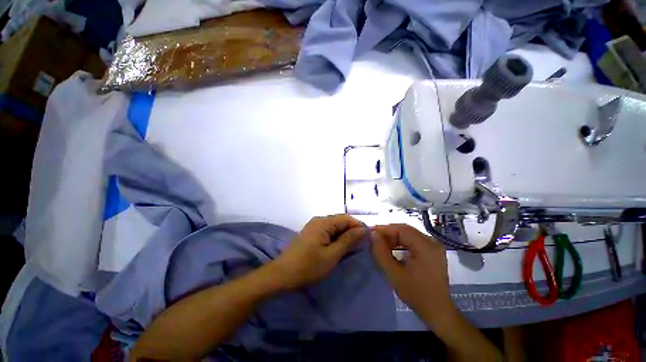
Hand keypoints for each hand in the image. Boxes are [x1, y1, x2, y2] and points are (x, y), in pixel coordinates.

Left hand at [270, 214, 366, 289]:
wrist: (283, 274)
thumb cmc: (309, 266)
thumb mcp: (332, 255)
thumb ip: (348, 240)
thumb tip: (363, 229)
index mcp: (324, 222)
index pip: (346, 218)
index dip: (358, 226)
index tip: (368, 238)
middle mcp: (319, 220)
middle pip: (340, 221)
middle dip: (351, 231)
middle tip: (361, 246)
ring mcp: (314, 226)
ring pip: (335, 226)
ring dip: (344, 235)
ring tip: (352, 248)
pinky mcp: (311, 233)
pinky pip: (328, 231)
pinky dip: (336, 238)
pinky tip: (339, 247)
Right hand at [371, 224, 452, 323]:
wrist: (437, 311)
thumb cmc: (416, 294)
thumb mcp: (394, 274)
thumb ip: (381, 252)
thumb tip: (373, 234)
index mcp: (426, 246)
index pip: (401, 229)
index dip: (384, 229)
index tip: (370, 233)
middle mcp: (432, 242)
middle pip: (405, 230)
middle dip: (388, 233)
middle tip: (374, 239)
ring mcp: (433, 245)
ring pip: (408, 234)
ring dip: (393, 237)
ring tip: (380, 245)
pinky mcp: (431, 250)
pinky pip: (412, 240)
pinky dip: (400, 242)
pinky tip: (391, 249)